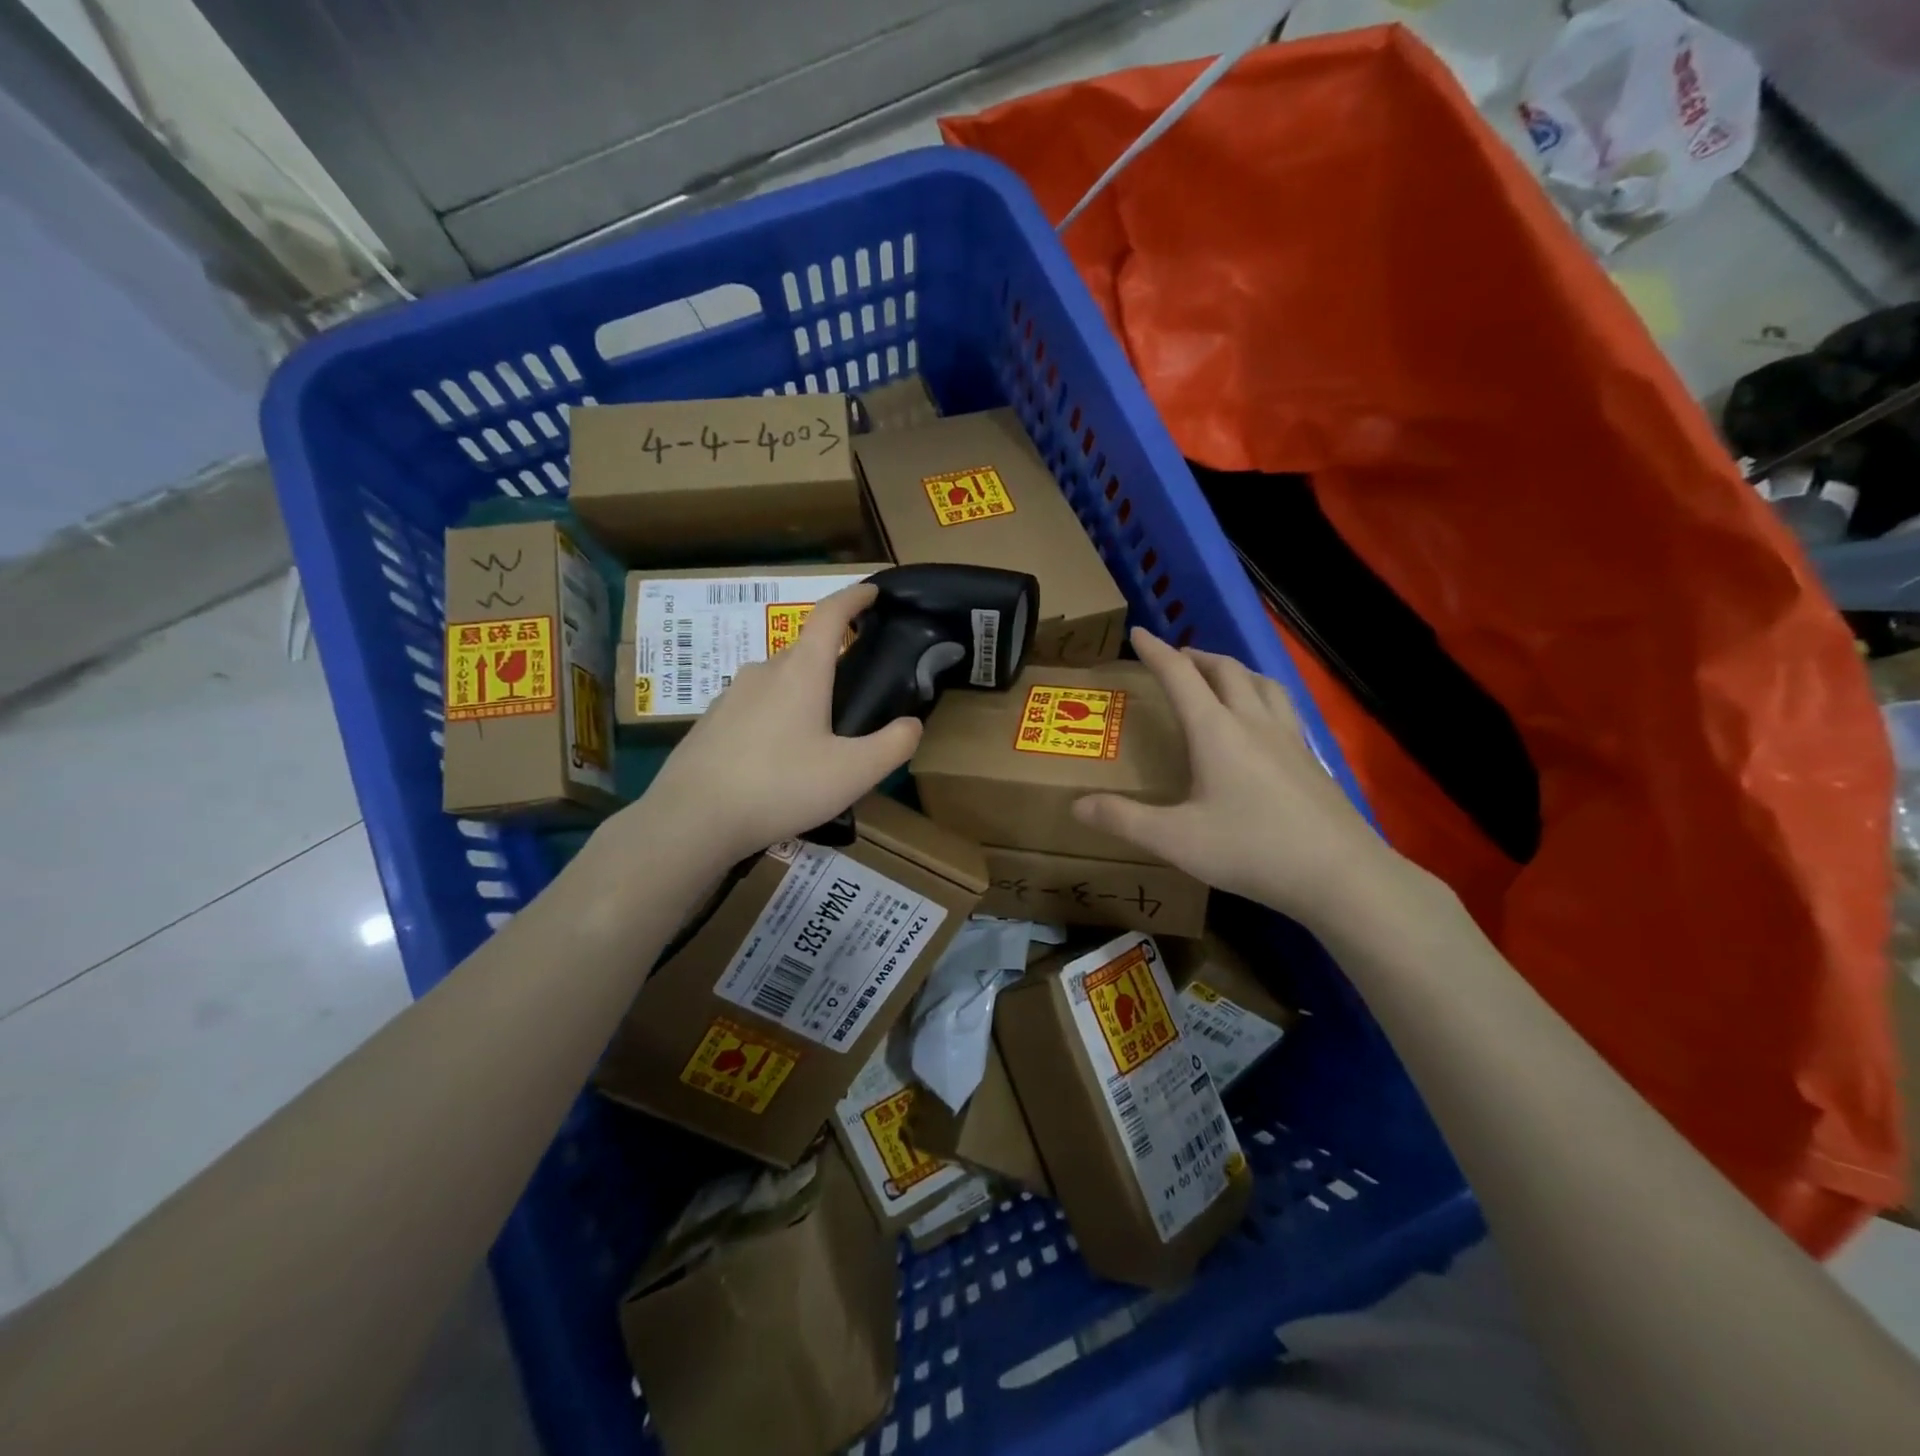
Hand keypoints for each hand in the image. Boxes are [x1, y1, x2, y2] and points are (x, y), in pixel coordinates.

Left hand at [620, 583, 920, 871]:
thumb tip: (912, 724)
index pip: (830, 614)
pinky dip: (775, 717)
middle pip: (804, 650)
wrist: (693, 818)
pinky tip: (779, 757)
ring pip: (777, 681)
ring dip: (802, 693)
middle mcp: (764, 671)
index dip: (854, 597)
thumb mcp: (853, 773)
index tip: (873, 591)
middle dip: (832, 658)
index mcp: (802, 672)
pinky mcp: (711, 722)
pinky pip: (754, 706)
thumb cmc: (781, 786)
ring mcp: (731, 695)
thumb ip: (893, 745)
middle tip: (856, 690)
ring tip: (820, 734)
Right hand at [1073, 627, 1395, 927]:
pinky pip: (1283, 706)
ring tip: (1220, 676)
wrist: (1339, 874)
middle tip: (1176, 658)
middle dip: (1196, 656)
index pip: (1180, 676)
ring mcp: (1288, 738)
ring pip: (1261, 682)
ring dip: (1234, 669)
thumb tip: (1076, 805)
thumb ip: (1124, 819)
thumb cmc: (1251, 849)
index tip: (1139, 633)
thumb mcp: (1176, 839)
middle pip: (1225, 670)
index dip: (1156, 652)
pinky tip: (1263, 720)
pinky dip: (1263, 694)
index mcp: (1216, 731)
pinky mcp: (1310, 758)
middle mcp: (1253, 722)